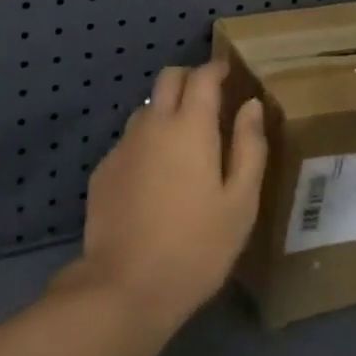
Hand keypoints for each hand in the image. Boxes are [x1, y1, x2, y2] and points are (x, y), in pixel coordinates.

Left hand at [56, 61, 267, 331]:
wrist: (124, 287)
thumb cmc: (195, 247)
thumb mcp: (240, 204)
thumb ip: (249, 148)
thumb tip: (252, 106)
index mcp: (190, 126)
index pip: (202, 76)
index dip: (216, 68)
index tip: (228, 72)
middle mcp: (153, 123)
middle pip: (168, 78)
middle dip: (189, 77)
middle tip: (206, 97)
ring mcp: (124, 144)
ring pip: (146, 108)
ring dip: (165, 110)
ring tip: (181, 142)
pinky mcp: (104, 169)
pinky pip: (130, 141)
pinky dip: (146, 143)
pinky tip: (154, 178)